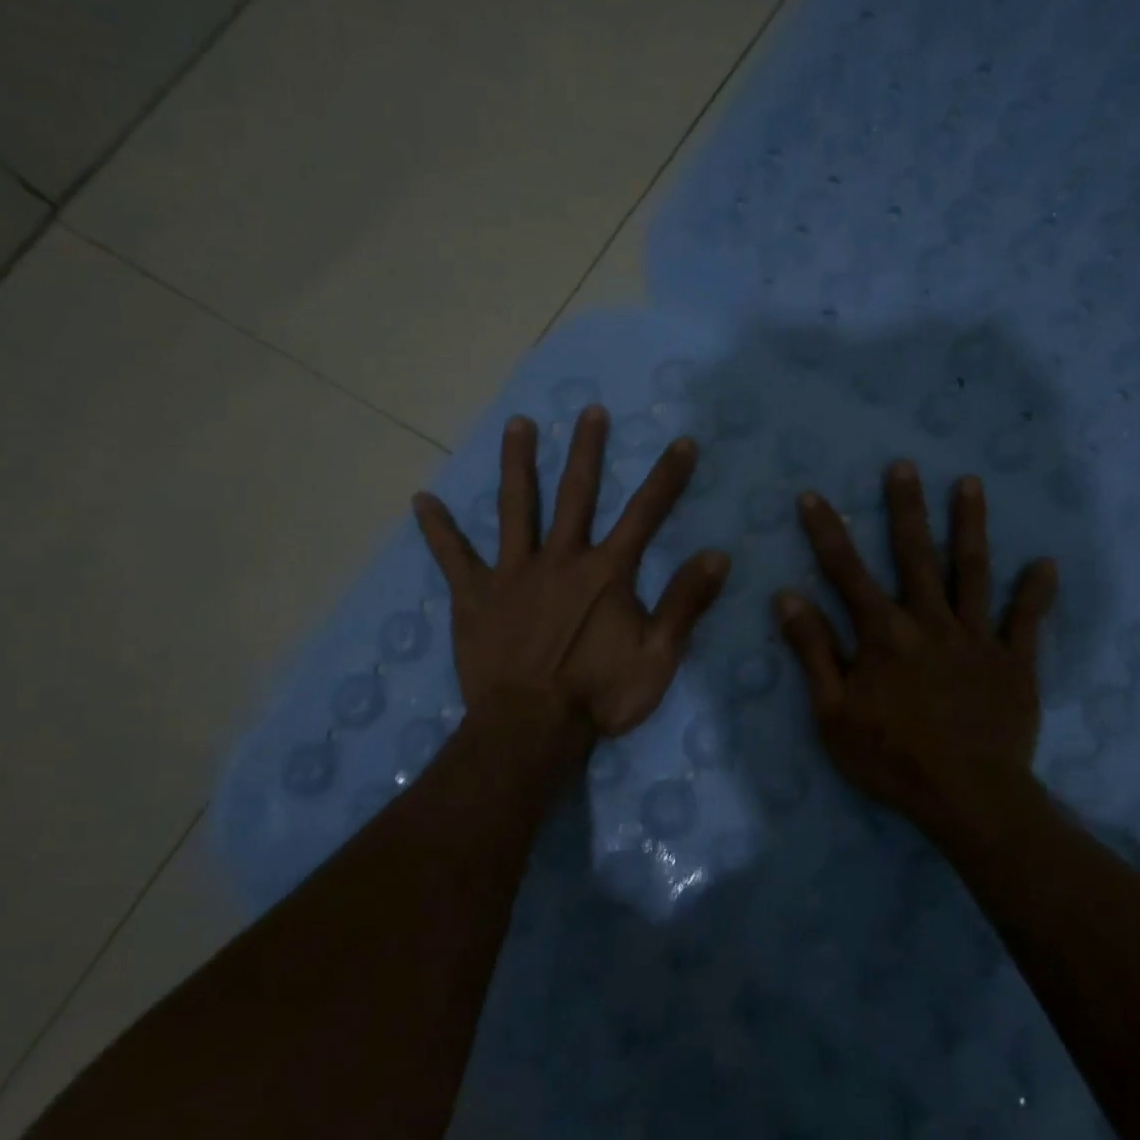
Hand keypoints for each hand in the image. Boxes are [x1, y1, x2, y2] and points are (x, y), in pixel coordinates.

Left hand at [412, 407, 730, 744]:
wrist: (529, 729)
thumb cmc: (598, 696)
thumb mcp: (658, 657)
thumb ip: (685, 604)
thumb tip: (717, 555)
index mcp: (606, 573)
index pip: (645, 514)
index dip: (667, 477)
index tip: (682, 442)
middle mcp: (560, 559)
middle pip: (575, 494)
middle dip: (587, 451)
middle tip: (590, 410)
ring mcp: (513, 573)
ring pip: (515, 508)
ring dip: (517, 464)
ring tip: (517, 424)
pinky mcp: (475, 596)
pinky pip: (452, 557)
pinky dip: (438, 529)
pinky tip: (422, 500)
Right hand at [776, 461, 1056, 844]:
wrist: (967, 798)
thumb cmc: (890, 758)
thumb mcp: (832, 712)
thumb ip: (813, 651)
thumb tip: (788, 596)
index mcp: (883, 635)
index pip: (846, 572)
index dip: (827, 532)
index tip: (813, 496)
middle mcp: (929, 623)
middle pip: (915, 556)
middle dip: (906, 508)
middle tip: (904, 466)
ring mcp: (976, 639)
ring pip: (973, 572)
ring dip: (970, 526)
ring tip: (971, 484)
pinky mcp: (1014, 663)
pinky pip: (1026, 621)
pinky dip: (1036, 592)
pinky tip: (1046, 562)